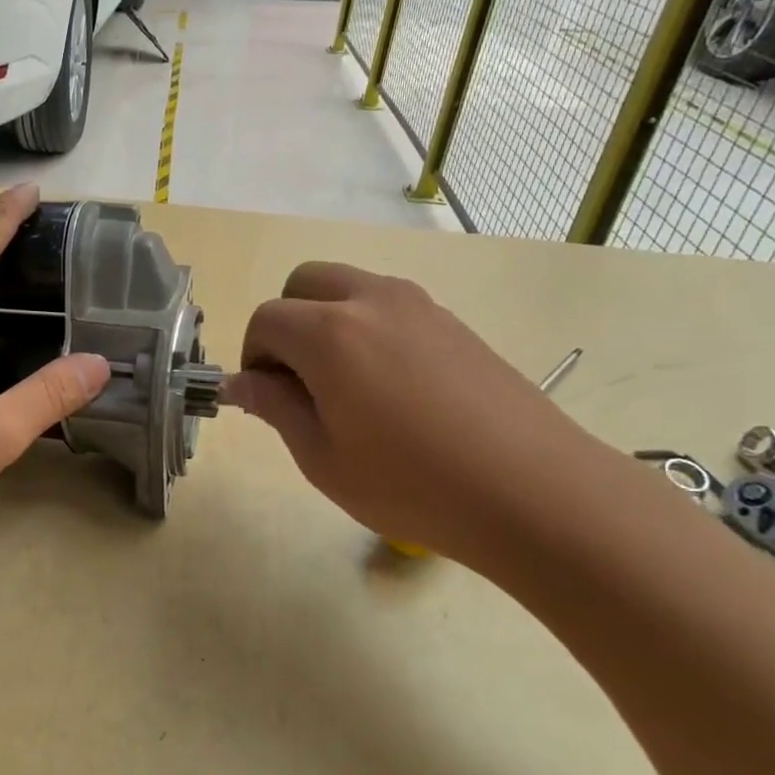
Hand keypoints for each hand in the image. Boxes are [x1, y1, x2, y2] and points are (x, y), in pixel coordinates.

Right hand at [224, 262, 596, 565]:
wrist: (534, 491)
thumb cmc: (411, 484)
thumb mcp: (322, 457)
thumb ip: (274, 407)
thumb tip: (240, 382)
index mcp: (329, 333)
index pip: (265, 319)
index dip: (254, 357)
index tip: (269, 399)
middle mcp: (372, 301)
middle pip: (305, 283)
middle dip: (287, 323)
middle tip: (300, 382)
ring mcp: (420, 306)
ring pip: (350, 288)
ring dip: (328, 322)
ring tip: (348, 388)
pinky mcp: (454, 322)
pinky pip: (390, 307)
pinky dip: (369, 330)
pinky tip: (393, 391)